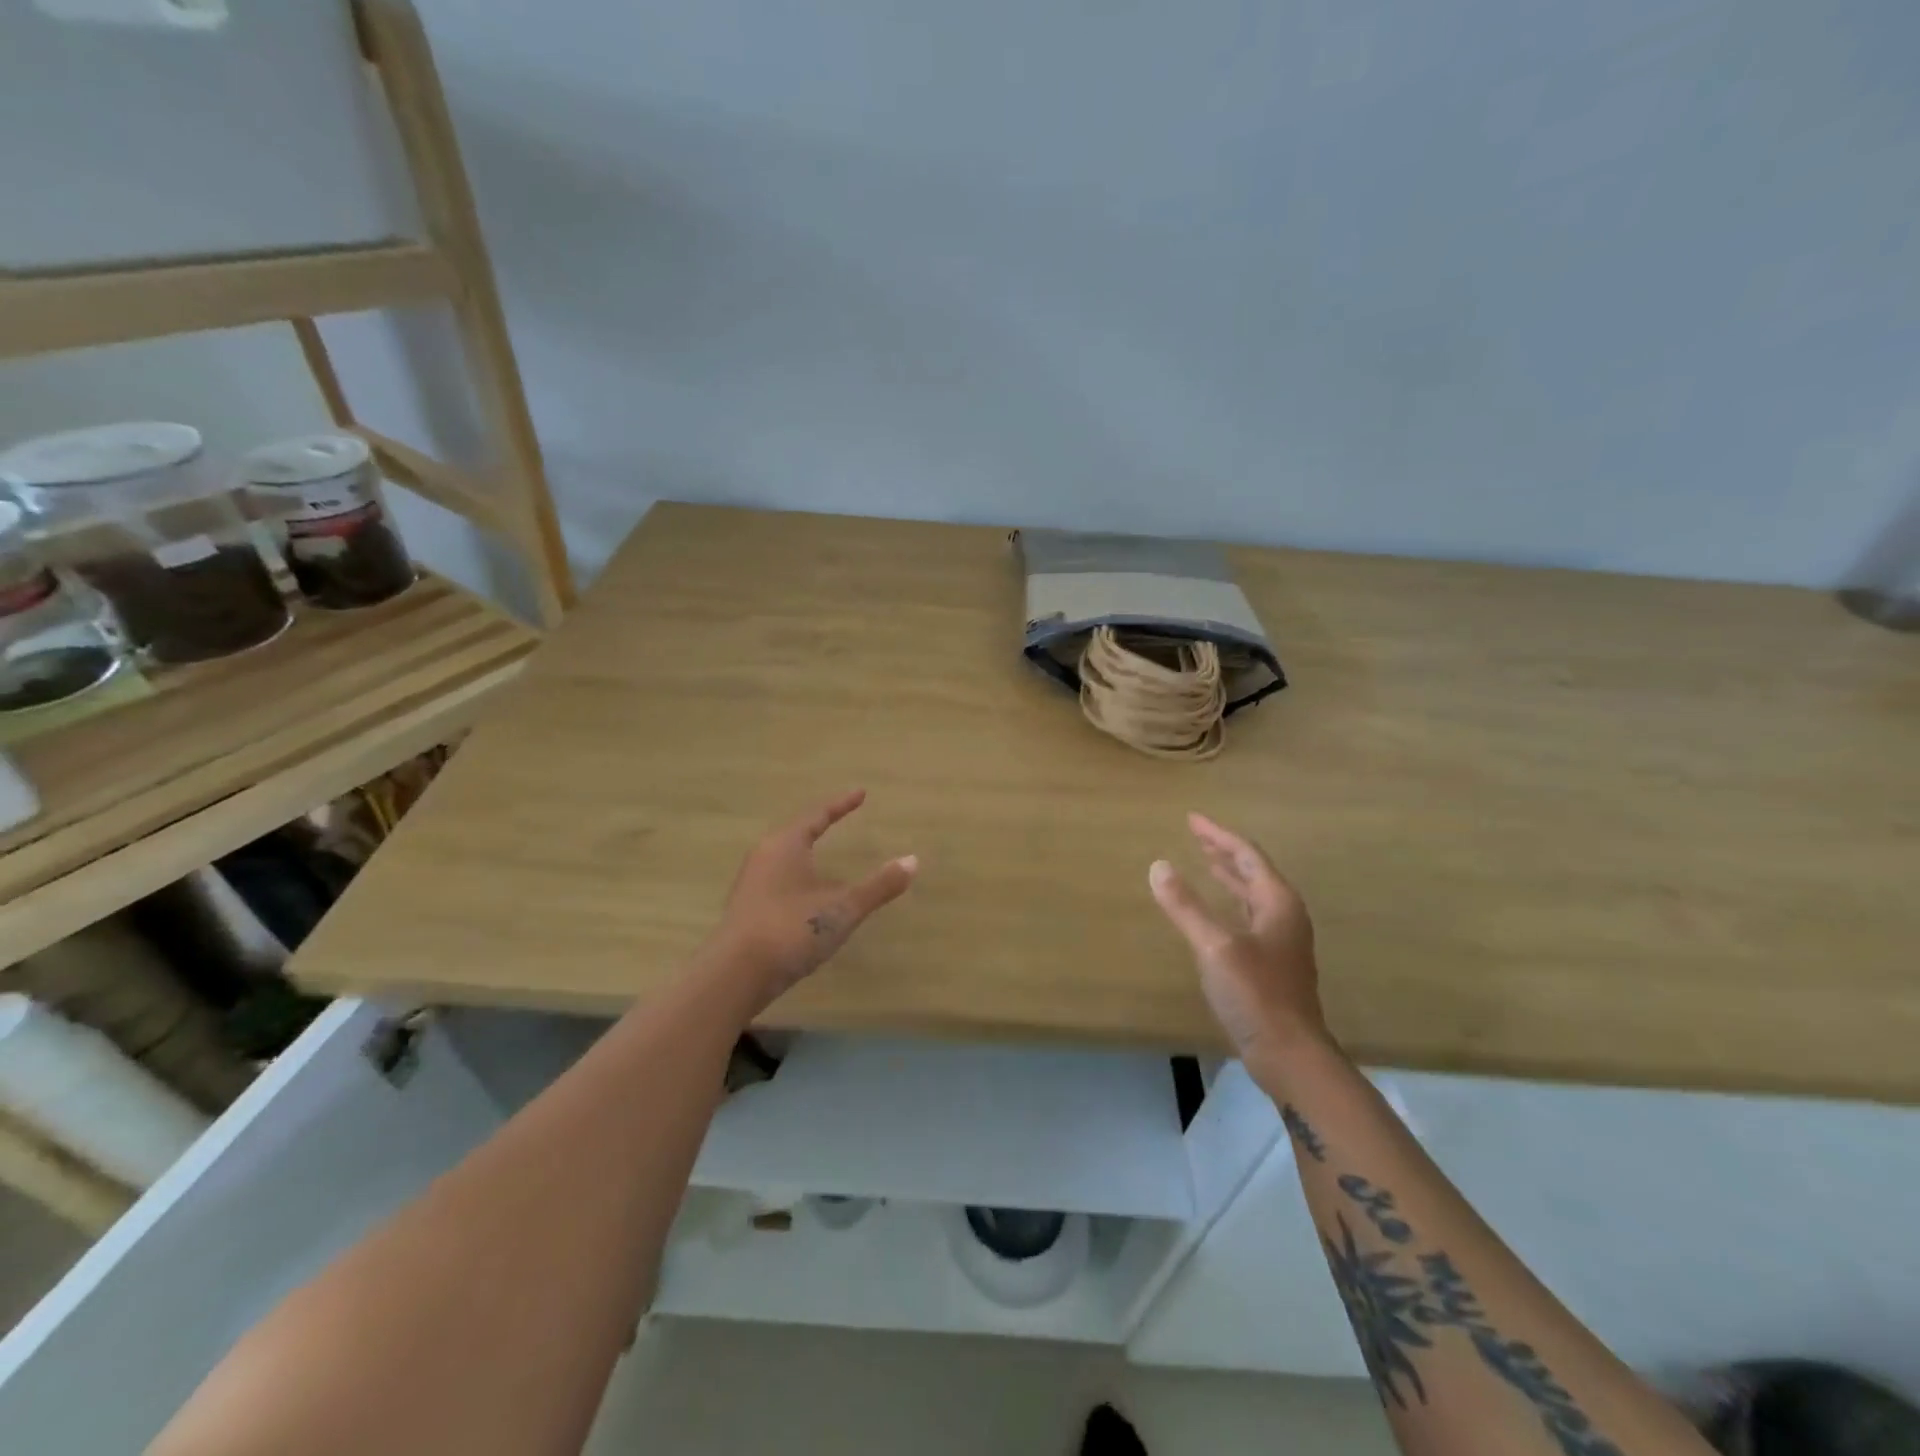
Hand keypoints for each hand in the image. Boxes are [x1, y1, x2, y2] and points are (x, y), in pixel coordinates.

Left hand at [711, 789, 918, 1014]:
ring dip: (806, 852)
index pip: (817, 815)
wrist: (734, 976)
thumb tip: (913, 861)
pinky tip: (807, 894)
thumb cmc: (791, 929)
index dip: (840, 804)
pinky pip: (778, 881)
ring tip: (823, 852)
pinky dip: (798, 877)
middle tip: (840, 817)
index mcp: (786, 845)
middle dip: (819, 825)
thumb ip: (878, 886)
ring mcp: (752, 884)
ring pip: (784, 858)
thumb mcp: (842, 908)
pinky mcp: (747, 910)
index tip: (860, 793)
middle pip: (796, 832)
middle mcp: (764, 857)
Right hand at [1148, 813, 1328, 1076]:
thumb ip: (1186, 906)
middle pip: (1252, 872)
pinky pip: (1247, 916)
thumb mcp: (1215, 946)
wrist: (1290, 1054)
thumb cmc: (1255, 994)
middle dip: (1222, 852)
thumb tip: (1158, 866)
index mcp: (1277, 902)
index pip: (1246, 855)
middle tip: (1195, 834)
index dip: (1217, 835)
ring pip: (1251, 895)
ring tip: (1204, 862)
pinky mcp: (1271, 963)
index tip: (1191, 819)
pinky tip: (1214, 911)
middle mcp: (1283, 915)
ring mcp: (1280, 941)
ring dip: (1227, 877)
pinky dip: (1228, 903)